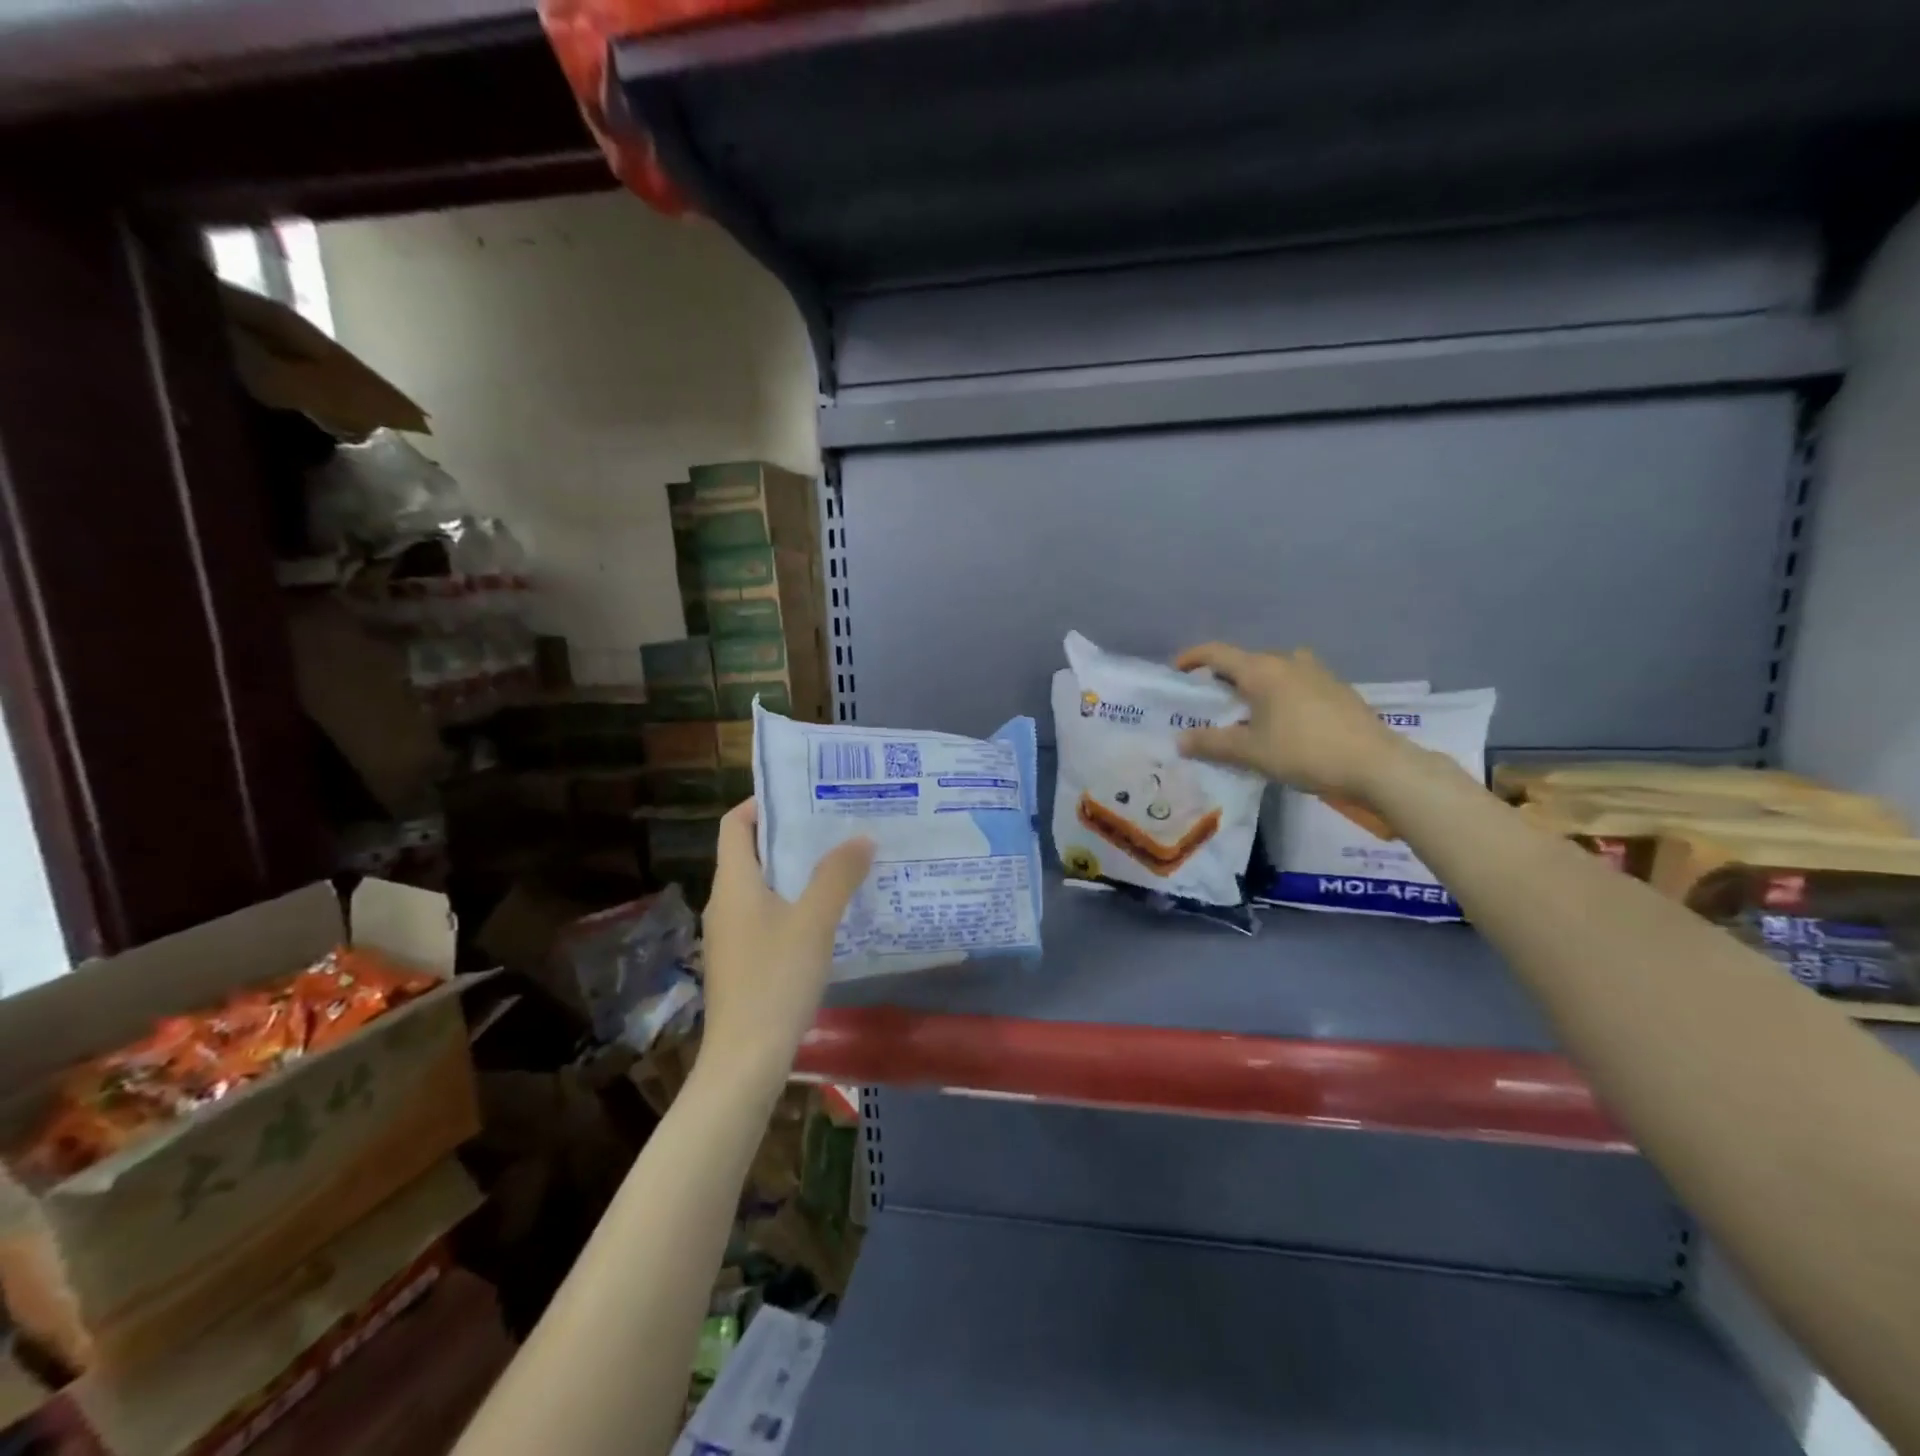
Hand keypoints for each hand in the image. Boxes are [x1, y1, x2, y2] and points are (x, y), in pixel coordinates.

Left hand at [699, 800, 874, 1076]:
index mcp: (734, 883)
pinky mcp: (743, 960)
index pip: (735, 824)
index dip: (761, 802)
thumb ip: (837, 876)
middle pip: (752, 852)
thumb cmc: (775, 980)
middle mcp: (726, 902)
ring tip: (840, 861)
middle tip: (836, 824)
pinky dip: (794, 902)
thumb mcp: (814, 922)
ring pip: (763, 885)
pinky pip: (768, 914)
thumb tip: (861, 838)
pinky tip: (829, 914)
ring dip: (796, 870)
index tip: (802, 795)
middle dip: (791, 835)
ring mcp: (732, 934)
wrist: (745, 1060)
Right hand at [1173, 643, 1412, 798]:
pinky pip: (1295, 683)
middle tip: (1209, 704)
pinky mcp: (1336, 689)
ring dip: (1254, 686)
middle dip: (1223, 679)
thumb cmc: (1305, 752)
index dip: (1192, 659)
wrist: (1376, 764)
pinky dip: (1278, 695)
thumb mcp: (1250, 752)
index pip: (1216, 653)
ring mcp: (1316, 672)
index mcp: (1261, 670)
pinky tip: (1281, 723)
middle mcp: (1287, 661)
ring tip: (1246, 713)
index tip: (1176, 671)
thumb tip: (1180, 739)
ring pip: (1273, 672)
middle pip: (1245, 662)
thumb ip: (1211, 743)